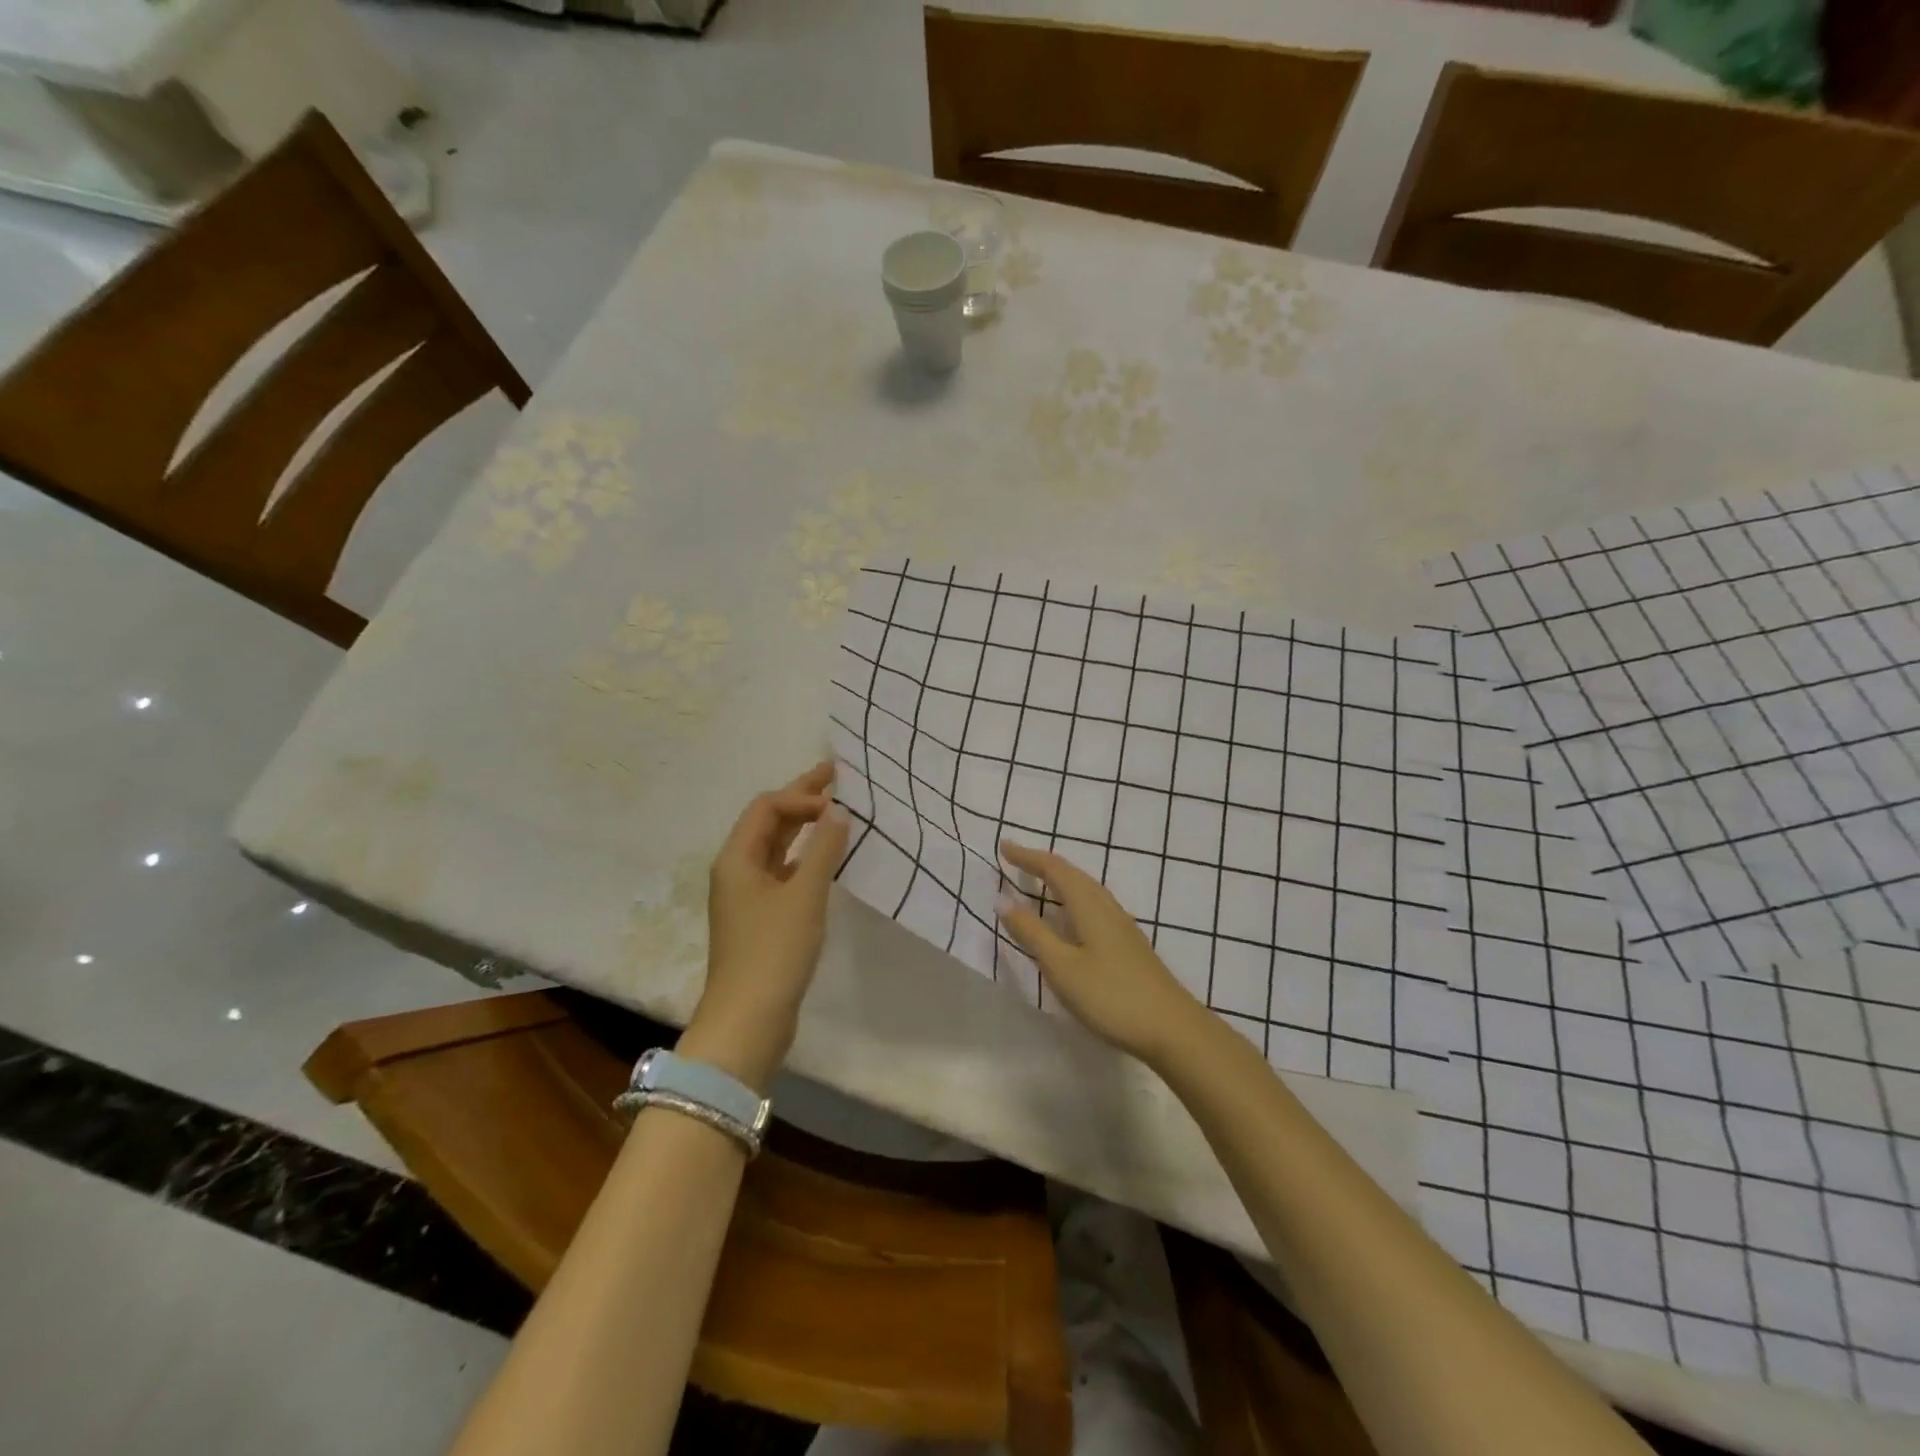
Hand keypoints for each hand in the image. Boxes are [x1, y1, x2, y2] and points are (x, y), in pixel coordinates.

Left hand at [683, 762, 848, 1089]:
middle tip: (836, 776)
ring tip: (835, 810)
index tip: (838, 803)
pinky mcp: (760, 918)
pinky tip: (827, 858)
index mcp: (737, 858)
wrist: (748, 1019)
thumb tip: (838, 811)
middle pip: (768, 822)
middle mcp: (737, 870)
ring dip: (804, 827)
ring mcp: (747, 896)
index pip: (767, 807)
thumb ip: (824, 849)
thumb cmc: (774, 950)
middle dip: (801, 800)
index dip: (801, 796)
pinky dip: (805, 857)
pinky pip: (783, 872)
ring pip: (776, 848)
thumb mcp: (805, 895)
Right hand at [996, 841, 1206, 1067]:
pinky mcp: (1129, 944)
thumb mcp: (1062, 966)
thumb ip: (1032, 932)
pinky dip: (1073, 898)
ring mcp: (1122, 926)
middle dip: (1043, 863)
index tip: (1004, 845)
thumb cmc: (1111, 996)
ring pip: (1086, 889)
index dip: (1028, 857)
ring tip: (1039, 881)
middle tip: (1016, 859)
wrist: (1173, 1029)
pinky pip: (1094, 905)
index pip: (1054, 870)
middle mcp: (1107, 907)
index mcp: (1089, 906)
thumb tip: (1002, 899)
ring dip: (1060, 879)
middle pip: (1073, 874)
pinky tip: (1071, 917)